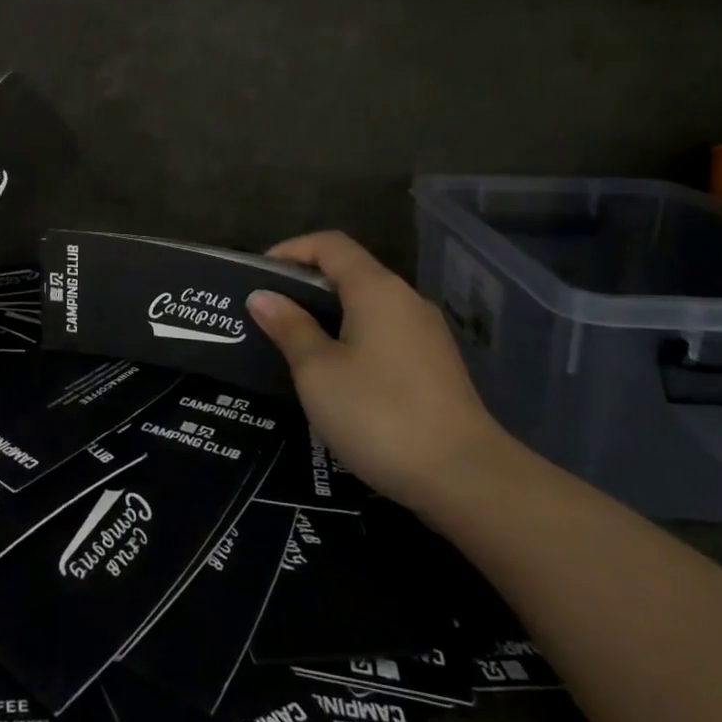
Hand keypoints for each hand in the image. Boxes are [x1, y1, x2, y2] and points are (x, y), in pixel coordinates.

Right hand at [246, 231, 512, 507]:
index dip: (290, 250)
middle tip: (267, 313)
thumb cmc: (379, 414)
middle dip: (305, 285)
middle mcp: (406, 300)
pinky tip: (334, 373)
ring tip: (293, 342)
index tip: (258, 276)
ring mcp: (426, 333)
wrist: (464, 477)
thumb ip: (289, 327)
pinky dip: (352, 337)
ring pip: (367, 306)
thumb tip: (262, 296)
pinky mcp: (435, 365)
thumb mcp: (318, 371)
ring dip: (328, 315)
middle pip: (350, 272)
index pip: (330, 244)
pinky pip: (384, 333)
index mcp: (377, 289)